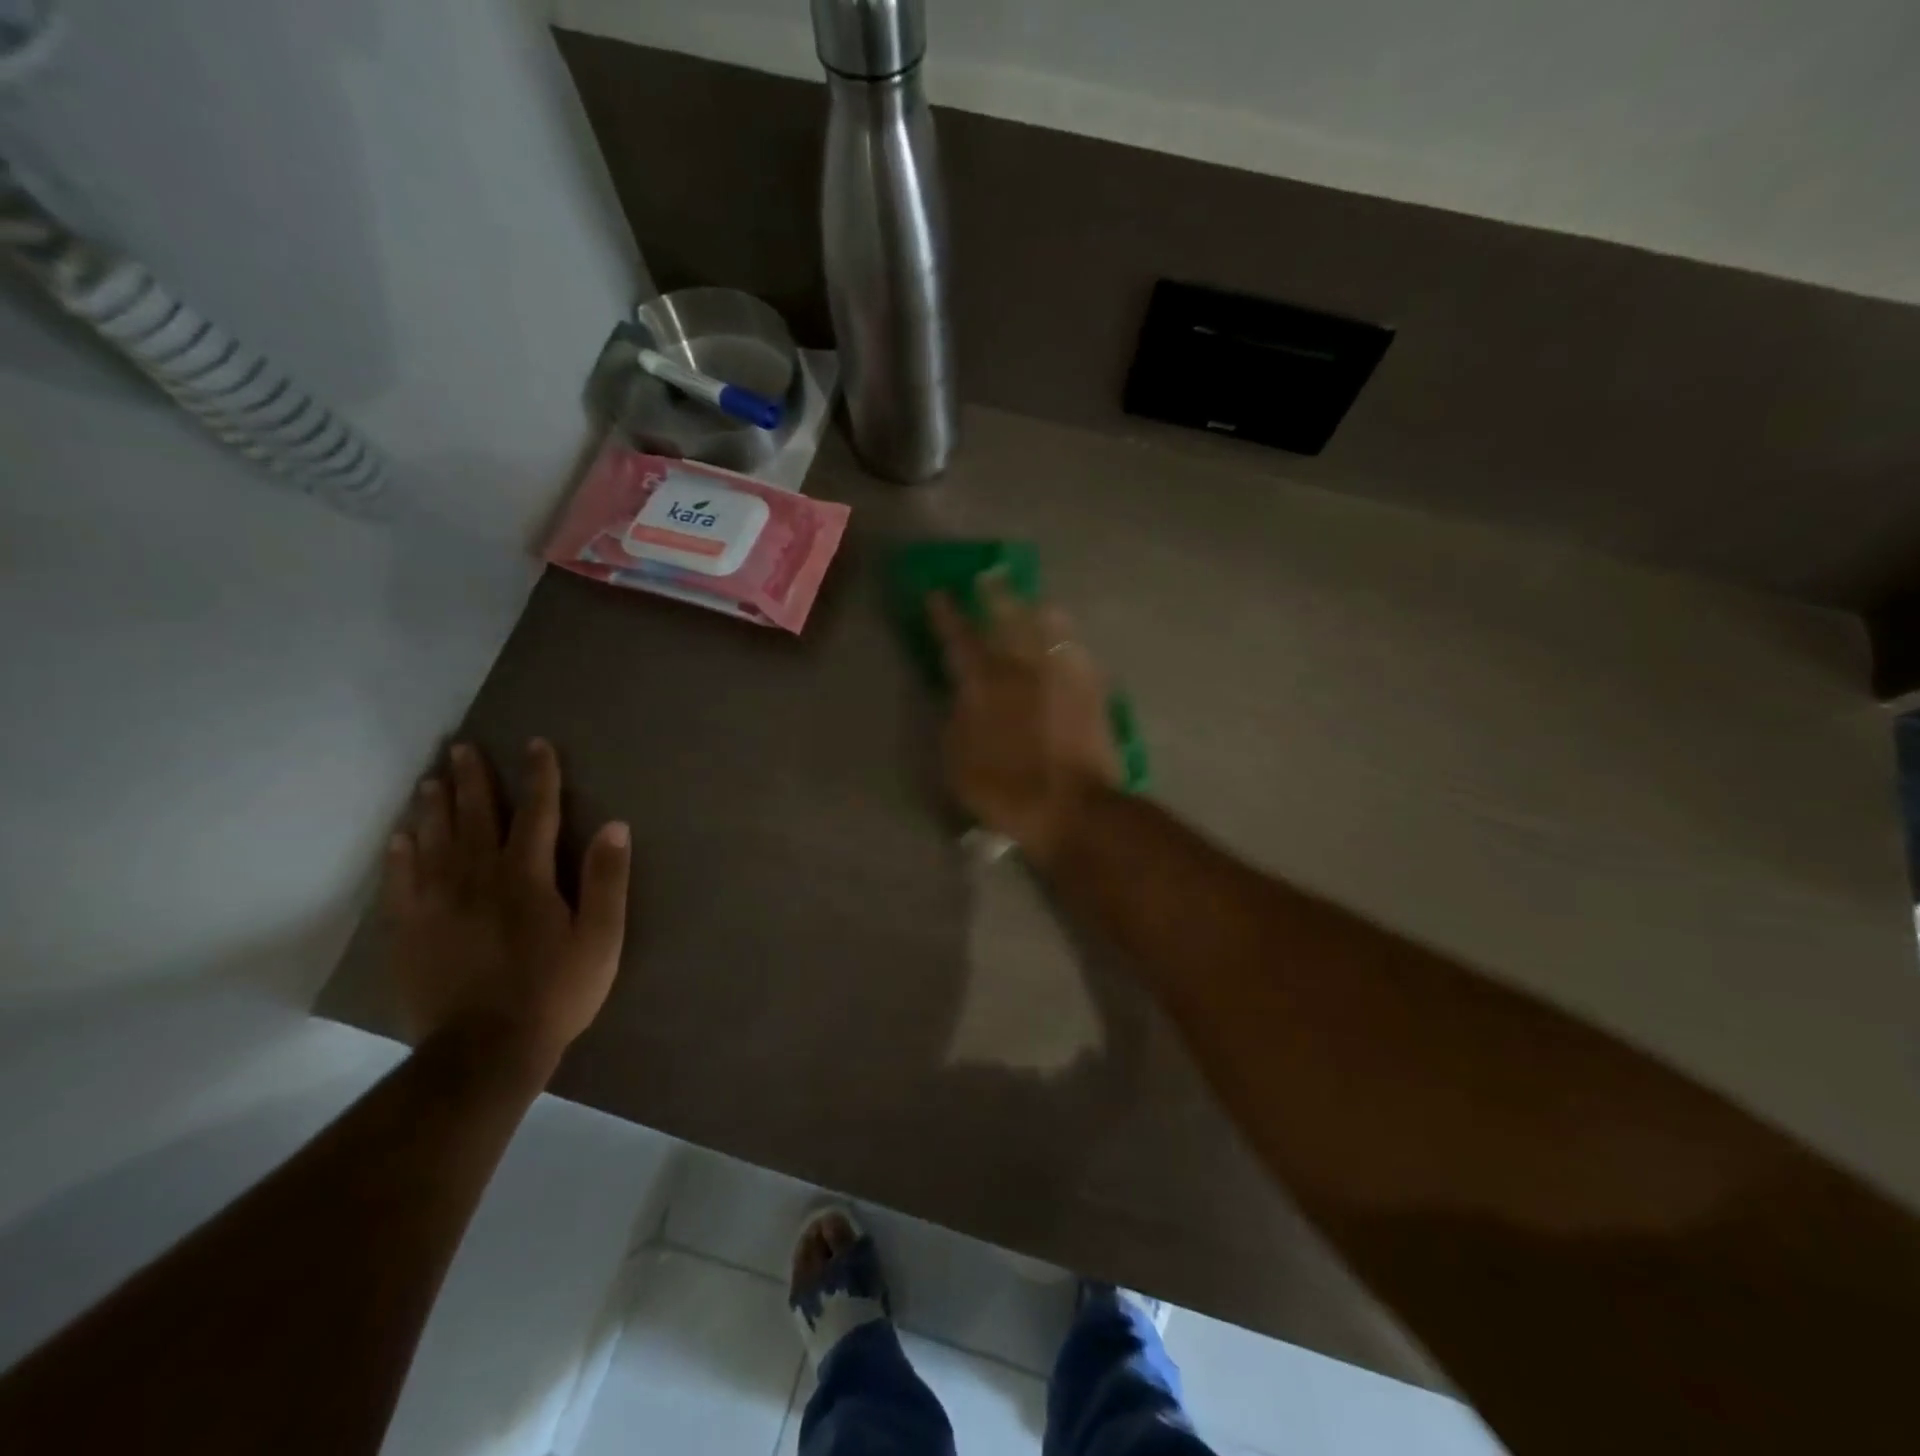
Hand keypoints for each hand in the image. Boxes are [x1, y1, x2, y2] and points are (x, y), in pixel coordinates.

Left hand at [383, 738, 631, 1073]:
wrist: (485, 1050)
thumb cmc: (555, 991)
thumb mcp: (601, 938)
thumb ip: (606, 880)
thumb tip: (615, 826)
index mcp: (527, 877)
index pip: (536, 812)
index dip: (538, 776)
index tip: (535, 744)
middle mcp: (478, 878)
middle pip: (475, 817)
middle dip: (472, 780)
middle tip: (462, 747)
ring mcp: (438, 904)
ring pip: (435, 842)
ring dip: (434, 807)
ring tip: (432, 779)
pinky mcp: (411, 932)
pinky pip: (401, 882)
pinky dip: (401, 855)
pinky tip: (399, 837)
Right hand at [928, 573, 1121, 863]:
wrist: (1073, 807)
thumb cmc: (1005, 789)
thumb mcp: (957, 761)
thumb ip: (955, 719)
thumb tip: (959, 694)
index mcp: (986, 683)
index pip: (960, 637)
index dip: (946, 614)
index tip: (938, 592)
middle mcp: (1025, 667)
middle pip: (1009, 617)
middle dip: (996, 594)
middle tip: (989, 576)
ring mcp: (1062, 675)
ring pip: (1051, 626)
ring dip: (1038, 609)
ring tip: (1036, 602)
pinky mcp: (1092, 690)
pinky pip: (1078, 653)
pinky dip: (1067, 642)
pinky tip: (1066, 644)